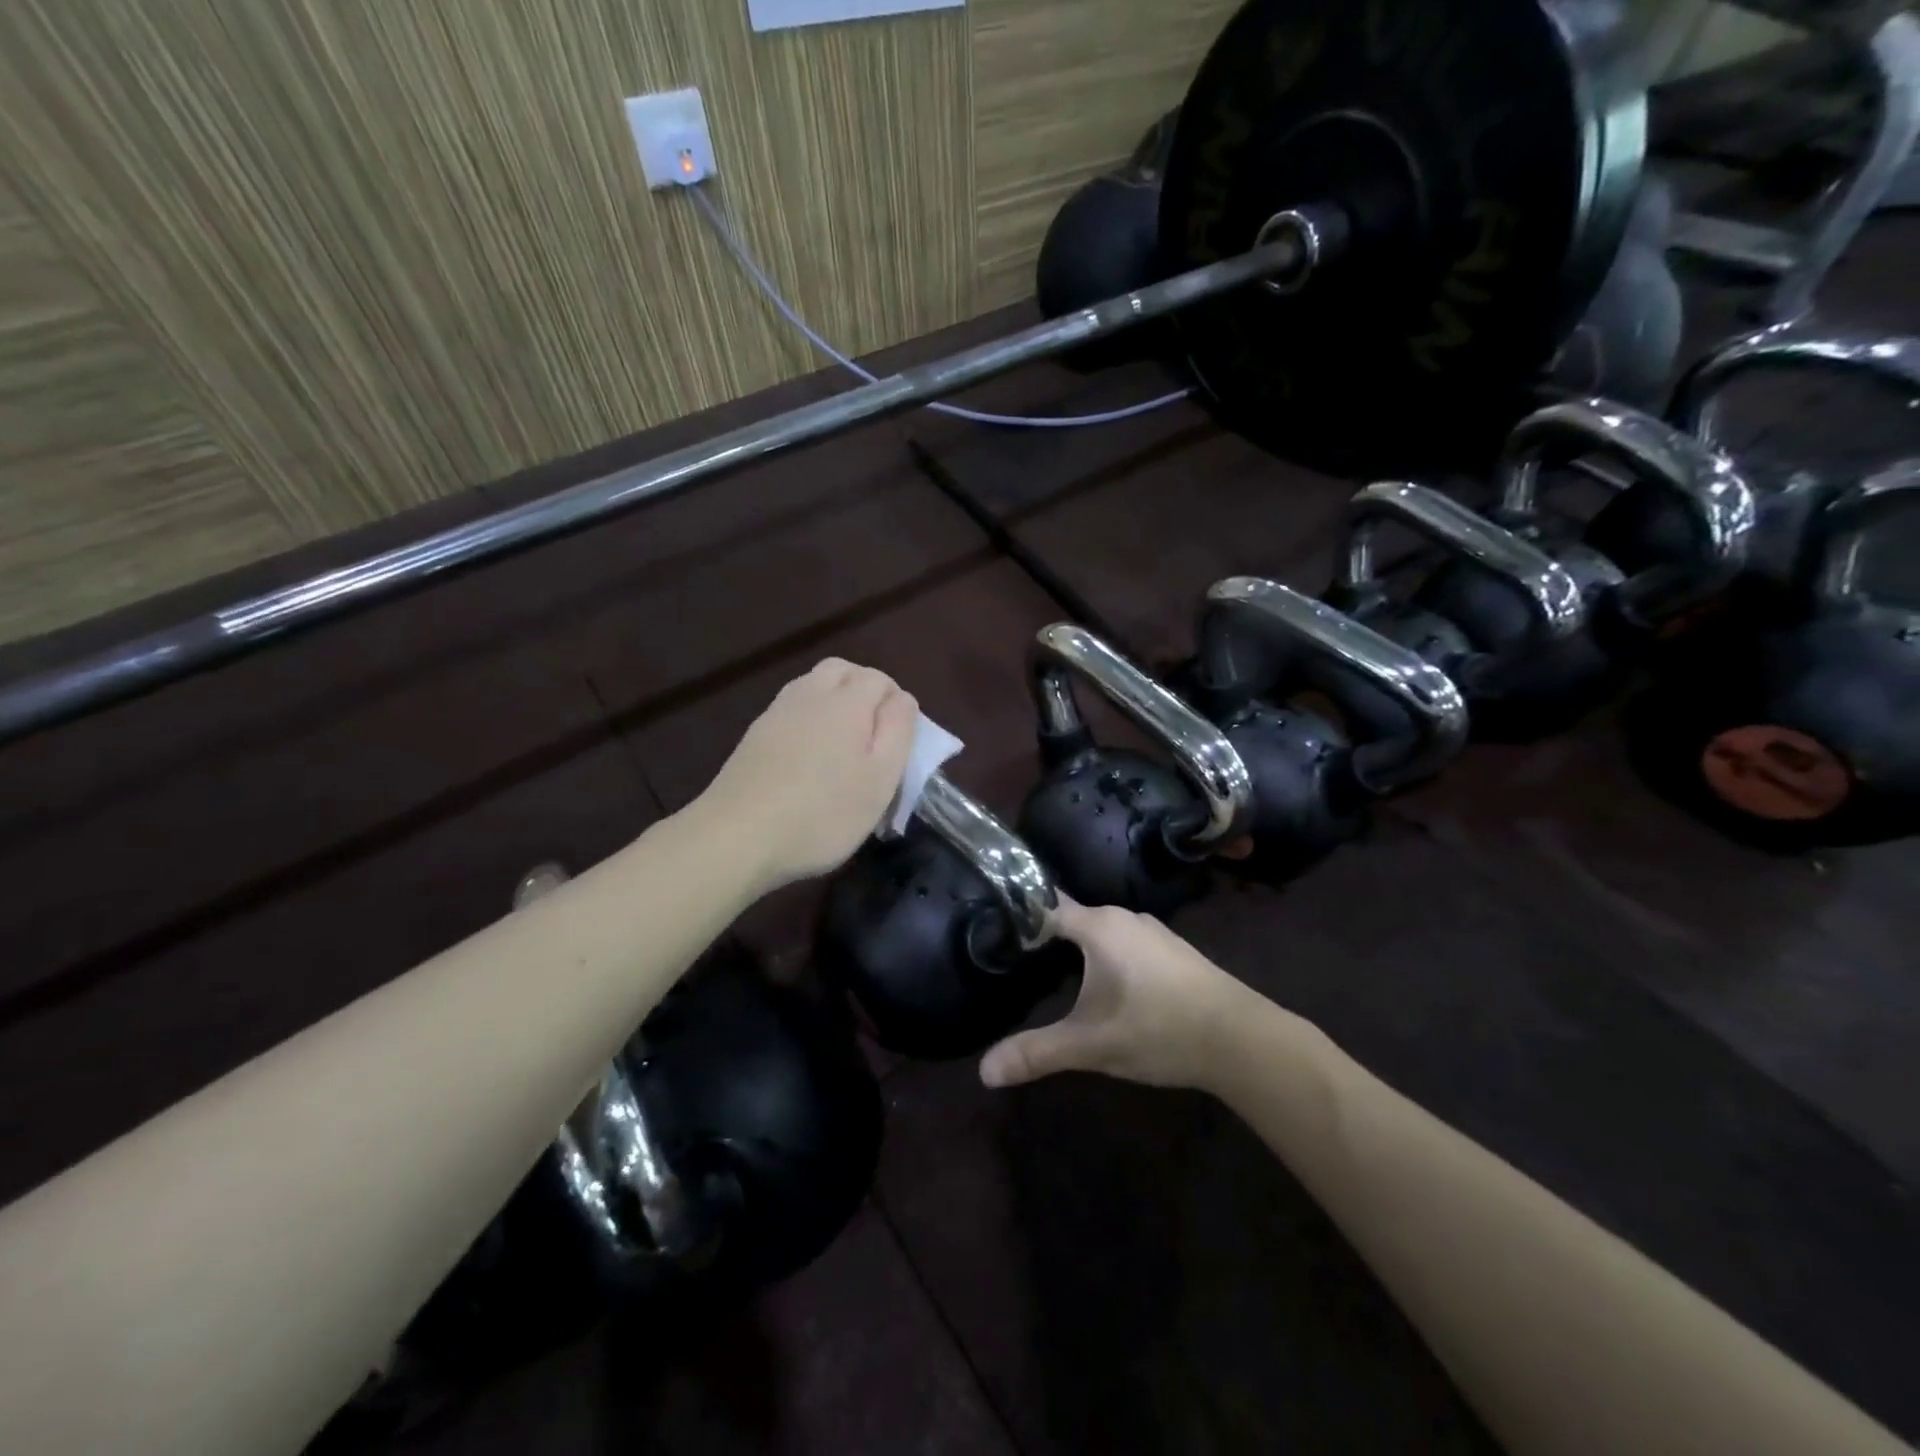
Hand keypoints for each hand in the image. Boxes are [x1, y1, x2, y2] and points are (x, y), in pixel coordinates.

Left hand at [698, 659, 917, 894]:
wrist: (737, 837)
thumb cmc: (823, 813)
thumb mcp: (880, 779)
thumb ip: (898, 731)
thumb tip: (902, 699)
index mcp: (847, 701)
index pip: (880, 679)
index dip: (897, 703)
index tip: (900, 741)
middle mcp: (810, 694)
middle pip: (842, 671)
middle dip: (864, 690)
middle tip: (874, 733)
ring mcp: (776, 712)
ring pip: (813, 686)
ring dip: (834, 702)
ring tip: (843, 745)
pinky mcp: (754, 735)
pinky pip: (791, 710)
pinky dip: (808, 720)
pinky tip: (809, 758)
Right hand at [979, 899, 1257, 1091]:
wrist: (1243, 1039)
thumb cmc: (1159, 1029)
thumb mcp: (1091, 1045)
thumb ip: (1037, 1053)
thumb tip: (984, 1072)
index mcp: (1099, 926)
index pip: (1045, 906)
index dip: (1018, 915)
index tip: (991, 928)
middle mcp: (1124, 918)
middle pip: (1073, 918)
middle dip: (1045, 936)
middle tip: (1014, 958)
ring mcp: (1153, 932)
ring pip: (1101, 932)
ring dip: (1078, 948)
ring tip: (1049, 971)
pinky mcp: (1172, 951)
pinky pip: (1124, 943)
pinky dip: (1105, 957)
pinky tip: (1102, 986)